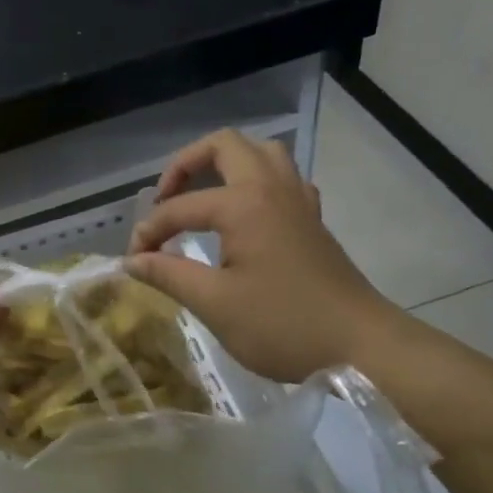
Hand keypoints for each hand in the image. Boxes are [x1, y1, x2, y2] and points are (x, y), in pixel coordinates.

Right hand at [126, 130, 396, 381]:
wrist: (361, 346)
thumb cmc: (283, 325)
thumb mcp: (214, 304)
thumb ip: (168, 275)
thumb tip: (131, 261)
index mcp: (244, 204)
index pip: (180, 207)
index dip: (150, 232)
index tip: (134, 262)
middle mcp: (272, 188)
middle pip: (224, 146)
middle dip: (185, 165)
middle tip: (166, 200)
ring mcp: (298, 200)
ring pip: (260, 153)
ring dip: (225, 165)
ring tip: (202, 196)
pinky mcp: (313, 219)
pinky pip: (282, 178)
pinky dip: (255, 183)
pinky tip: (244, 215)